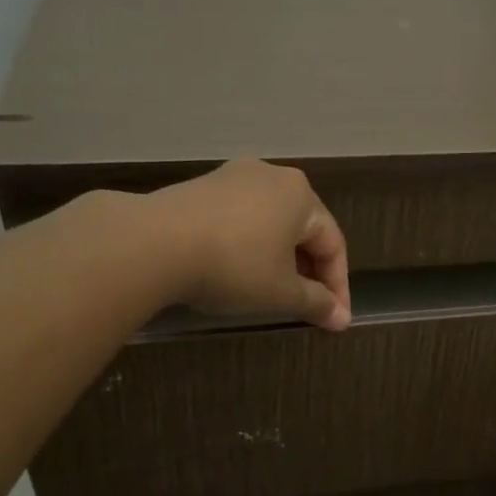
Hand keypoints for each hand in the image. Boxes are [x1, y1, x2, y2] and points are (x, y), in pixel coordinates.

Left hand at [148, 160, 351, 330]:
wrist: (154, 243)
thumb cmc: (234, 266)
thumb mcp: (282, 293)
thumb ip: (316, 303)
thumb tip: (341, 318)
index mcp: (301, 195)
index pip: (333, 244)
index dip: (338, 287)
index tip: (335, 320)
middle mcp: (272, 176)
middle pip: (302, 230)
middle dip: (308, 272)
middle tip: (307, 308)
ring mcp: (232, 177)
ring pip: (270, 224)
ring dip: (278, 260)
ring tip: (273, 293)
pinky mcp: (200, 187)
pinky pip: (239, 220)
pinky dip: (248, 248)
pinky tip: (237, 272)